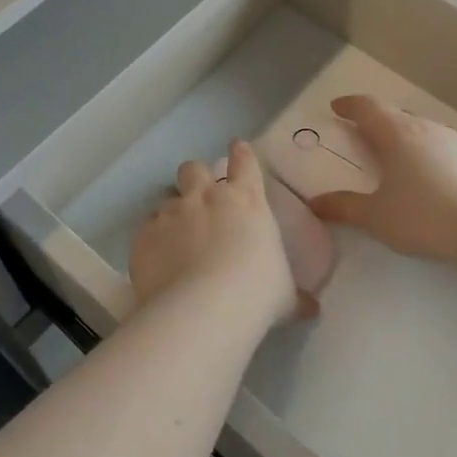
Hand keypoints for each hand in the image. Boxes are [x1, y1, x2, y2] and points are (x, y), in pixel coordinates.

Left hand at [129, 141, 315, 328]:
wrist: (202, 310)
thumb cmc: (256, 295)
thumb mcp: (284, 296)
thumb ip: (295, 296)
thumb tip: (311, 308)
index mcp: (246, 201)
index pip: (245, 162)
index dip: (241, 153)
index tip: (238, 147)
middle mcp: (206, 198)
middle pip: (194, 168)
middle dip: (196, 177)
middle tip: (200, 196)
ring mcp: (171, 213)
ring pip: (166, 196)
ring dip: (172, 210)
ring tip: (176, 233)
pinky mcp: (145, 234)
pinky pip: (147, 227)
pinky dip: (153, 238)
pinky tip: (158, 259)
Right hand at [308, 95, 456, 262]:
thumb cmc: (424, 216)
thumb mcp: (376, 217)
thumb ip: (344, 207)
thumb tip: (315, 203)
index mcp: (397, 134)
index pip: (368, 107)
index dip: (350, 105)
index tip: (336, 107)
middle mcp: (426, 128)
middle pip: (396, 115)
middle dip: (376, 122)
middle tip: (363, 135)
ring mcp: (456, 142)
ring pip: (422, 129)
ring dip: (405, 137)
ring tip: (396, 158)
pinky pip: (443, 148)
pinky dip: (428, 154)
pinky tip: (430, 178)